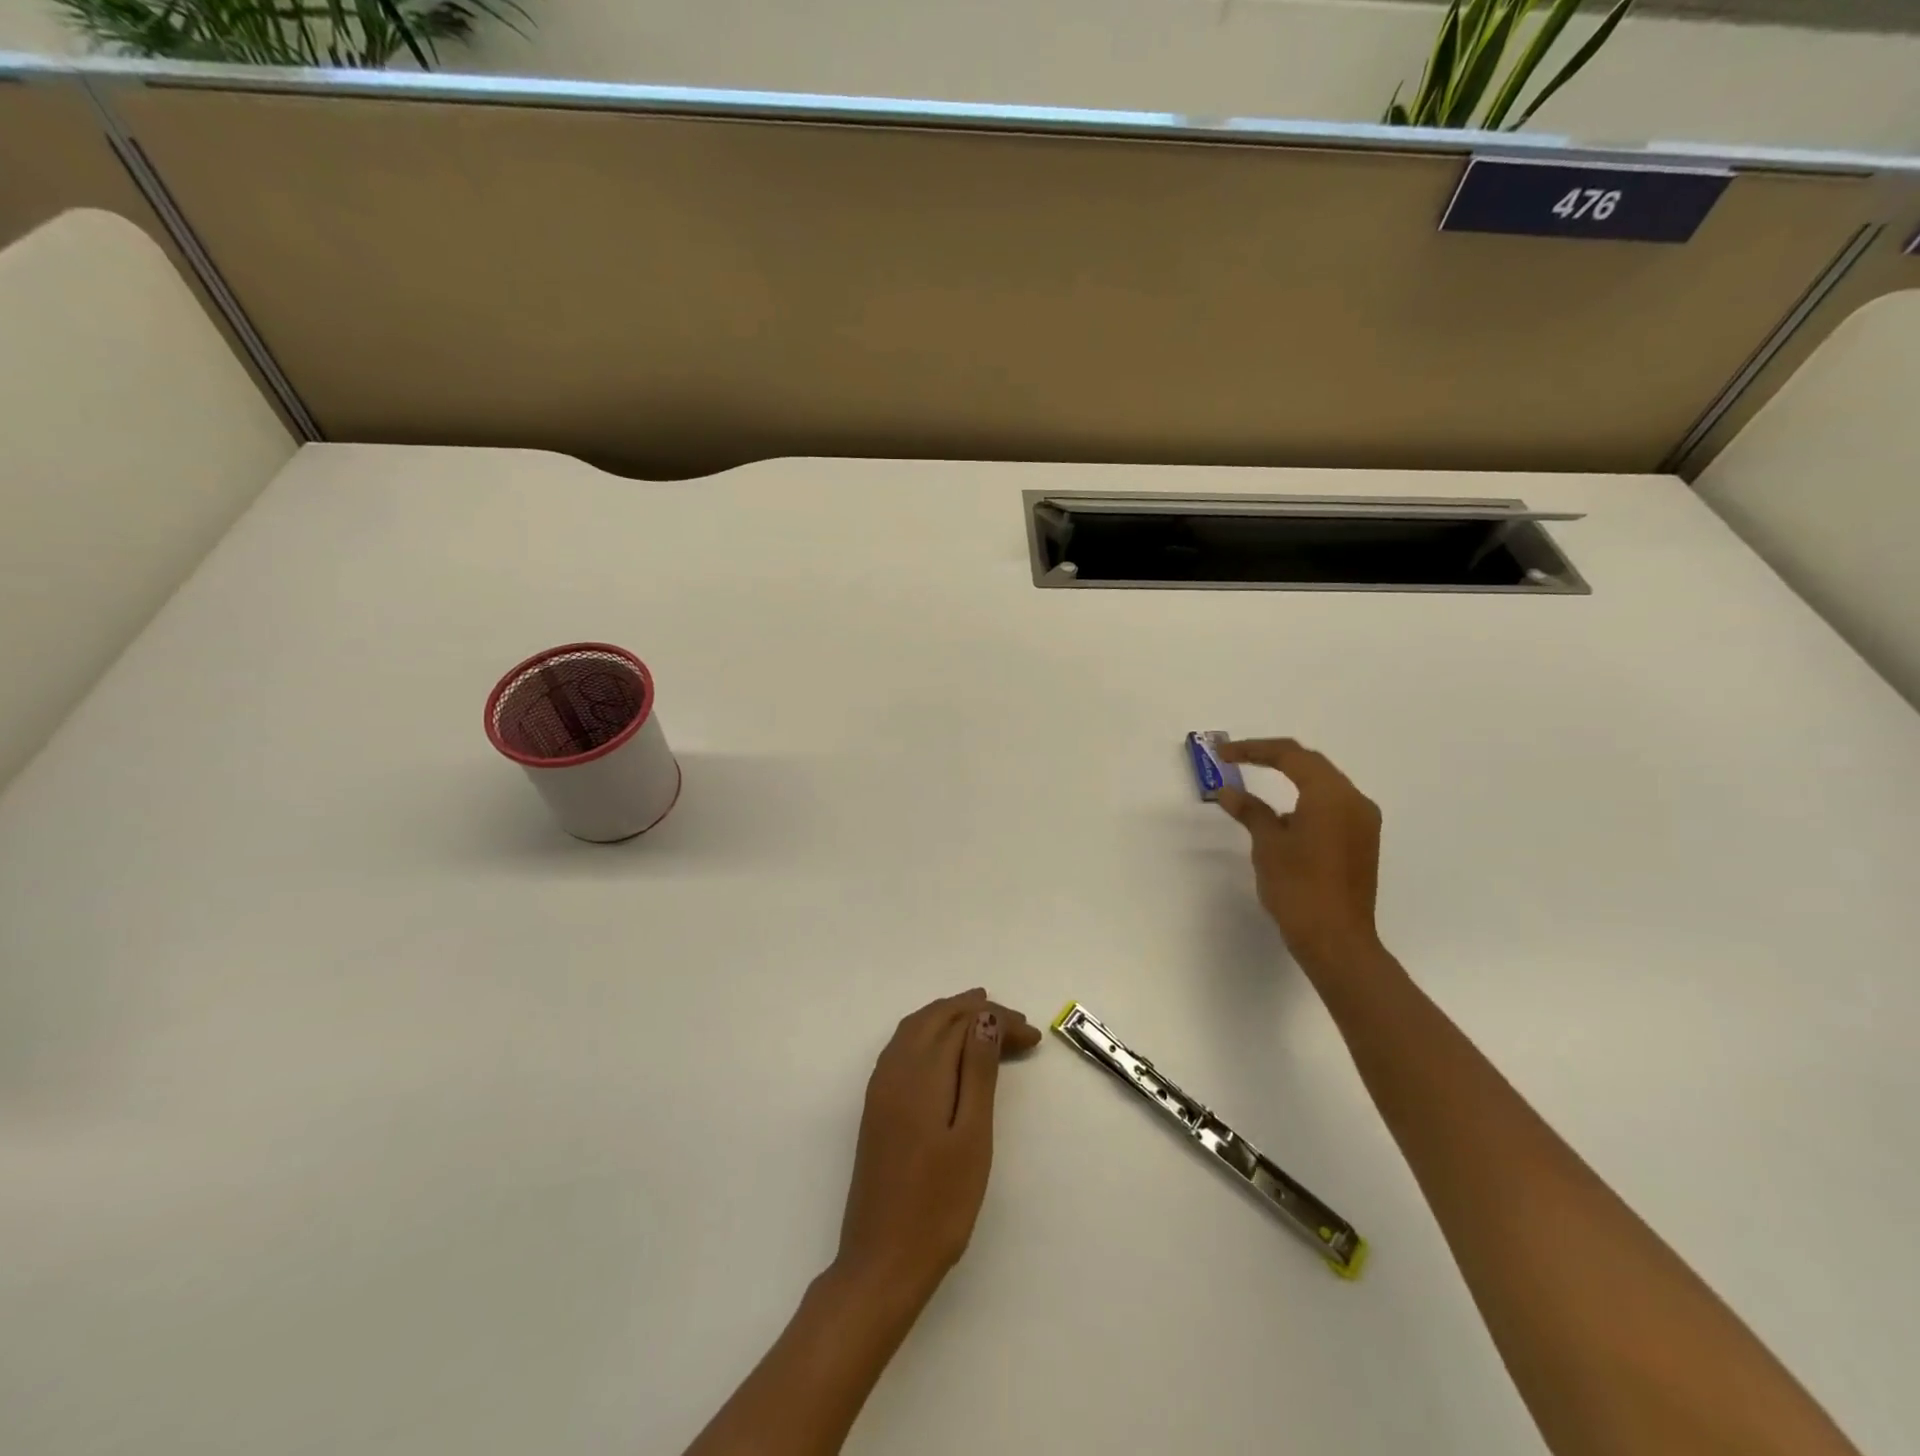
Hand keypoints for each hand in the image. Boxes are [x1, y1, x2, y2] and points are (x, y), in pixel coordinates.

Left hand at [834, 990, 1040, 1300]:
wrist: (883, 1261)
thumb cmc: (939, 1204)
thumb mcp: (972, 1137)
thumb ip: (978, 1072)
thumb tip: (985, 1017)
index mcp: (921, 1074)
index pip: (962, 1024)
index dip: (998, 1021)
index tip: (1033, 1036)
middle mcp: (895, 1069)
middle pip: (937, 1018)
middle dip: (975, 1011)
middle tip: (1017, 1024)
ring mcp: (881, 1087)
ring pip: (916, 1028)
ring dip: (950, 1017)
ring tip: (983, 1019)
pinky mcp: (876, 1106)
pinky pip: (903, 1046)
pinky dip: (929, 1033)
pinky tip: (945, 1049)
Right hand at [1215, 738, 1383, 972]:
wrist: (1336, 940)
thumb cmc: (1298, 888)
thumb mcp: (1268, 844)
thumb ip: (1250, 811)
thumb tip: (1229, 792)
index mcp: (1332, 795)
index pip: (1291, 756)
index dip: (1254, 749)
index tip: (1222, 754)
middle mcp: (1354, 801)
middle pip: (1311, 764)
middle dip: (1273, 757)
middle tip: (1236, 758)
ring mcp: (1363, 822)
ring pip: (1324, 784)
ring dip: (1291, 777)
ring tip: (1256, 779)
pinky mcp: (1361, 841)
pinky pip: (1332, 805)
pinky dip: (1305, 798)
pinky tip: (1282, 812)